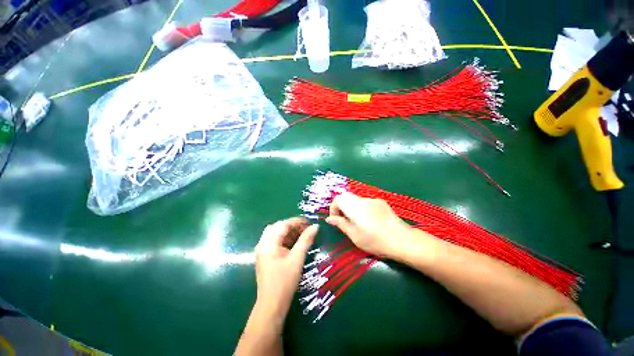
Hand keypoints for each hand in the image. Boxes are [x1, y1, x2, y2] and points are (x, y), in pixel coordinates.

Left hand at [255, 218, 318, 313]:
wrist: (272, 305)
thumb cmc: (285, 281)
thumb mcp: (297, 258)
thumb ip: (306, 240)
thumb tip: (315, 226)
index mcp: (268, 243)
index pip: (283, 224)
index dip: (296, 222)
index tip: (309, 222)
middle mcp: (262, 244)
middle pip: (277, 227)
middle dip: (292, 226)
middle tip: (305, 229)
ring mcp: (262, 250)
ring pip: (276, 234)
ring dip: (288, 233)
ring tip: (302, 235)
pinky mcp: (265, 257)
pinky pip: (275, 242)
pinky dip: (285, 240)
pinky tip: (294, 244)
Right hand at [326, 193, 412, 258]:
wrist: (402, 240)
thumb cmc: (375, 240)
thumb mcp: (354, 235)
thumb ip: (340, 224)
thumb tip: (329, 219)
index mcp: (354, 206)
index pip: (338, 198)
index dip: (333, 208)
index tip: (335, 219)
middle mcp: (363, 199)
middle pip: (346, 196)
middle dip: (341, 207)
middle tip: (344, 220)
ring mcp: (373, 200)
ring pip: (356, 199)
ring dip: (351, 207)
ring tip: (357, 222)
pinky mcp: (381, 202)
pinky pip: (366, 202)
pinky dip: (361, 208)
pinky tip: (369, 221)